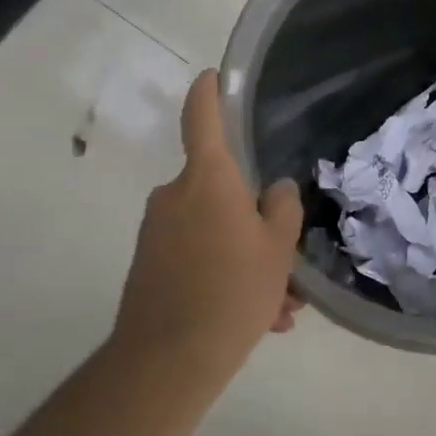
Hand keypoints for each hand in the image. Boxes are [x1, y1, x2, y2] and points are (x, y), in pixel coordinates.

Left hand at [112, 70, 304, 388]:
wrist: (169, 359)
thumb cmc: (233, 290)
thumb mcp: (278, 248)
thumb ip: (282, 208)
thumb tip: (275, 190)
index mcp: (208, 180)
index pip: (202, 119)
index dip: (208, 93)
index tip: (211, 76)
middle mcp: (175, 196)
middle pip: (222, 191)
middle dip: (256, 222)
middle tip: (287, 264)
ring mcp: (157, 232)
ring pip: (215, 232)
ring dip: (247, 259)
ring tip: (278, 306)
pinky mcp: (149, 264)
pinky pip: (198, 257)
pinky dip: (225, 277)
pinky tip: (256, 319)